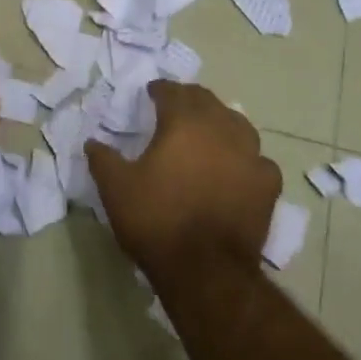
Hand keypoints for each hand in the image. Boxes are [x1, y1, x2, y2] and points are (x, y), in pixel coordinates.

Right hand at [86, 81, 280, 281]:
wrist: (205, 269)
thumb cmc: (156, 219)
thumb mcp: (115, 188)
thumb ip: (102, 159)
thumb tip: (92, 142)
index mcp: (184, 123)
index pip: (173, 92)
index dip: (160, 89)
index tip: (151, 93)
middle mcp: (221, 129)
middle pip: (207, 101)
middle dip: (190, 99)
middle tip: (176, 106)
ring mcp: (250, 156)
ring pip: (238, 124)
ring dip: (220, 121)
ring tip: (208, 131)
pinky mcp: (268, 185)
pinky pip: (257, 159)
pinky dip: (245, 158)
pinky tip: (238, 167)